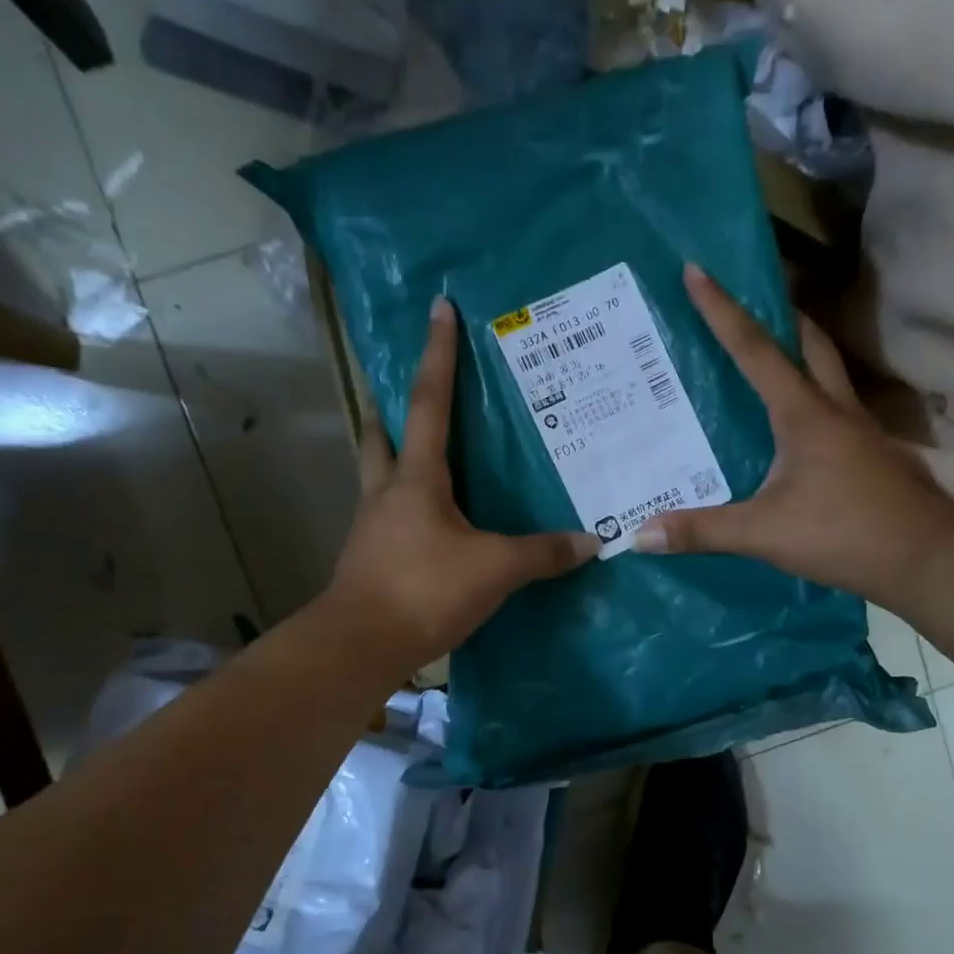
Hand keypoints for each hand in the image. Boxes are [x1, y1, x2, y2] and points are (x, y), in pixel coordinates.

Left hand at [324, 295, 597, 676]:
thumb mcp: (494, 569)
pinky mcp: (371, 559)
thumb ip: (543, 553)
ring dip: (396, 455)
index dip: (437, 355)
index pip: (428, 404)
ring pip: (380, 474)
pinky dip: (407, 505)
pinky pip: (390, 516)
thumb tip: (592, 542)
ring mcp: (373, 526)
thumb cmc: (425, 590)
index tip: (438, 308)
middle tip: (412, 390)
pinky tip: (430, 522)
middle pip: (383, 433)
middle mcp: (387, 492)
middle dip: (393, 405)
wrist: (361, 645)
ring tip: (425, 455)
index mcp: (416, 479)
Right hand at [632, 264, 953, 605]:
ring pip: (828, 374)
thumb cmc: (845, 534)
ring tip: (766, 358)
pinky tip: (794, 429)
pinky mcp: (871, 455)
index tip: (697, 270)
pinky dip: (811, 399)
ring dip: (800, 354)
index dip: (722, 310)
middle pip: (808, 345)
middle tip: (748, 303)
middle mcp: (835, 410)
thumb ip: (703, 531)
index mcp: (804, 414)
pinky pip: (835, 411)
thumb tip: (640, 534)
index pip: (754, 350)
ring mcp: (860, 432)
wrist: (927, 559)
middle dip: (778, 316)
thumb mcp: (765, 534)